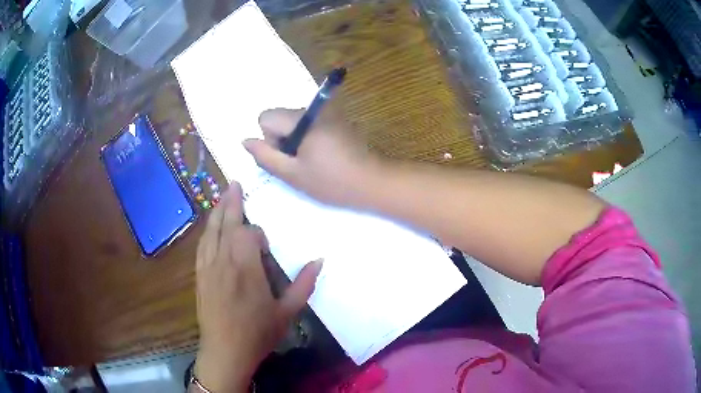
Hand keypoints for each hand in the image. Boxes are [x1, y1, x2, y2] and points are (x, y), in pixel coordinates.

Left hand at [194, 183, 322, 391]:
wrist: (225, 351)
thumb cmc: (258, 333)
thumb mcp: (287, 312)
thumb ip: (303, 285)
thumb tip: (319, 260)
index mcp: (246, 268)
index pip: (248, 234)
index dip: (258, 234)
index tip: (266, 247)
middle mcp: (223, 260)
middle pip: (226, 223)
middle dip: (231, 202)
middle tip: (235, 183)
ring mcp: (207, 267)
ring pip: (210, 231)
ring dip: (217, 212)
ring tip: (223, 197)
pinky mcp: (199, 275)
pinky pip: (202, 245)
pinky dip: (207, 231)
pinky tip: (210, 227)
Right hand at [243, 108, 380, 206]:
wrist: (373, 183)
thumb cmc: (332, 181)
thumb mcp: (293, 174)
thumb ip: (265, 157)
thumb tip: (246, 141)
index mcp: (302, 119)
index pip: (266, 117)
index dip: (270, 139)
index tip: (287, 157)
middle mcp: (314, 110)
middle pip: (281, 118)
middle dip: (283, 141)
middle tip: (301, 164)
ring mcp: (328, 114)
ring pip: (295, 123)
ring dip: (297, 142)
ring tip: (314, 163)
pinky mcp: (338, 121)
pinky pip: (311, 126)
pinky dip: (310, 140)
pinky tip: (325, 158)